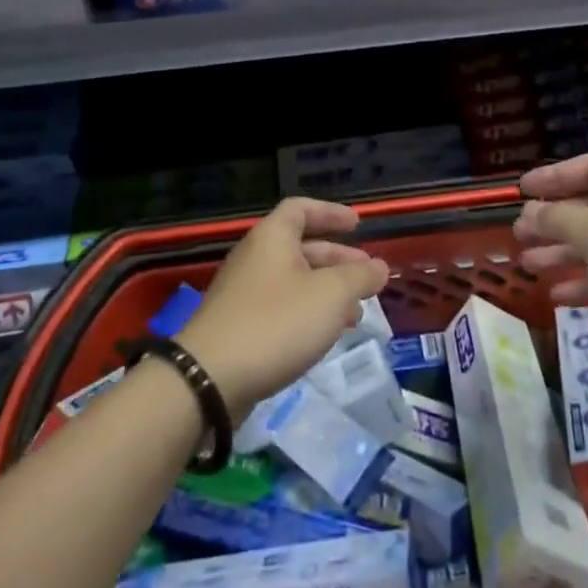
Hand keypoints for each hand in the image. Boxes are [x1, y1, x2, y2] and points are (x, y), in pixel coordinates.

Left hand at [177, 197, 387, 419]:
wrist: (208, 379)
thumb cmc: (276, 324)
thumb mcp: (331, 295)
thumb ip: (360, 278)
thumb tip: (379, 267)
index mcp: (272, 238)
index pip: (301, 209)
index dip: (331, 213)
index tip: (358, 225)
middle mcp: (255, 258)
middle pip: (301, 247)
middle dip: (338, 260)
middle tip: (368, 277)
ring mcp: (243, 294)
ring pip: (294, 282)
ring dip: (327, 292)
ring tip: (356, 314)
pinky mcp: (239, 327)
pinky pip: (281, 308)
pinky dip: (308, 314)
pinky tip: (326, 336)